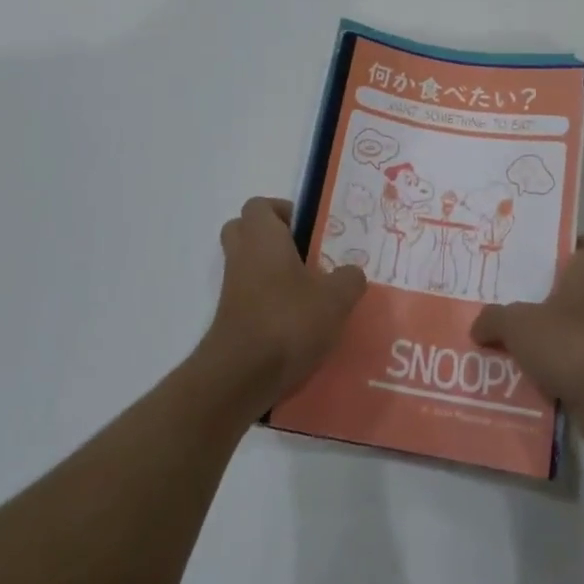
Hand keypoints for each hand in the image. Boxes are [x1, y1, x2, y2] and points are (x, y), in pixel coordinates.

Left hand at [200, 197, 366, 413]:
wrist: (240, 377)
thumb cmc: (287, 321)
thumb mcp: (335, 298)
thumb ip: (349, 279)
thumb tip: (352, 273)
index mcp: (262, 237)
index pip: (259, 206)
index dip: (282, 211)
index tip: (308, 229)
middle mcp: (241, 256)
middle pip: (245, 232)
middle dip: (272, 239)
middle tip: (305, 254)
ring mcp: (232, 290)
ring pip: (248, 266)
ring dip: (271, 273)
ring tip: (309, 291)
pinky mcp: (231, 320)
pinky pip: (249, 298)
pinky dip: (268, 303)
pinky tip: (298, 323)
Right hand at [470, 235, 583, 449]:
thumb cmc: (571, 342)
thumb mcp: (518, 324)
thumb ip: (494, 319)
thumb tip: (479, 326)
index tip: (561, 253)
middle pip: (578, 290)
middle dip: (547, 296)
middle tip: (512, 299)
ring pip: (570, 329)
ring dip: (544, 337)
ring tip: (504, 341)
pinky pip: (569, 365)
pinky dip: (548, 371)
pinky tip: (516, 377)